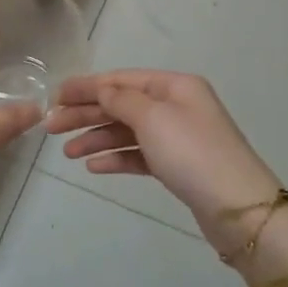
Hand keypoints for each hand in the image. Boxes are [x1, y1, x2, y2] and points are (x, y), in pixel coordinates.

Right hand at [47, 70, 280, 251]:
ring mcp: (178, 137)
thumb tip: (102, 89)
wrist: (237, 206)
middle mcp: (177, 106)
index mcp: (175, 86)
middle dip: (87, 114)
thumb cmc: (192, 152)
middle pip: (122, 104)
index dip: (87, 86)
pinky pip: (139, 155)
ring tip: (67, 153)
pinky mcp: (177, 166)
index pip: (122, 79)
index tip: (55, 95)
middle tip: (50, 127)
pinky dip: (117, 158)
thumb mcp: (153, 118)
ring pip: (128, 131)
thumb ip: (121, 100)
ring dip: (97, 138)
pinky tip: (94, 167)